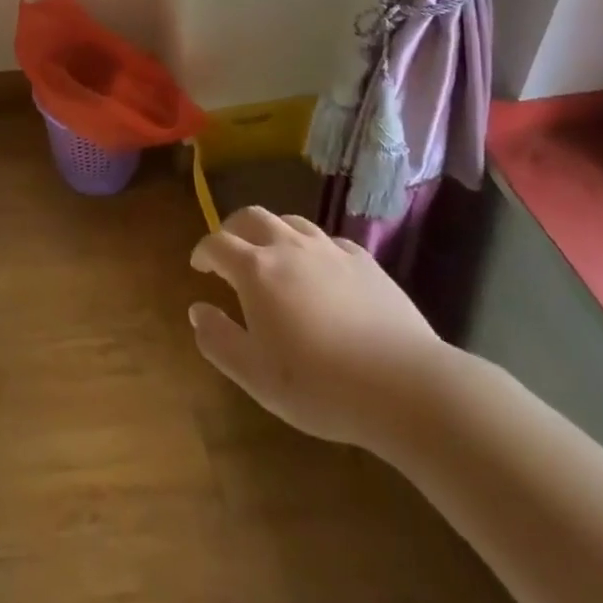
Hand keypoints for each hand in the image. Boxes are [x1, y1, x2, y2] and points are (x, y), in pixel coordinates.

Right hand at [188, 206, 451, 451]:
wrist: (405, 386)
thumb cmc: (320, 385)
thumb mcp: (256, 376)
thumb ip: (219, 340)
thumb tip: (197, 310)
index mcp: (255, 269)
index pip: (217, 243)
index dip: (203, 251)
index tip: (199, 266)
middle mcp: (288, 247)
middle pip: (251, 217)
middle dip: (233, 228)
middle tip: (229, 248)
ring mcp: (329, 250)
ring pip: (291, 221)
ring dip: (273, 231)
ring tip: (272, 253)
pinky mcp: (365, 261)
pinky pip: (329, 240)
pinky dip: (313, 247)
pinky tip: (320, 268)